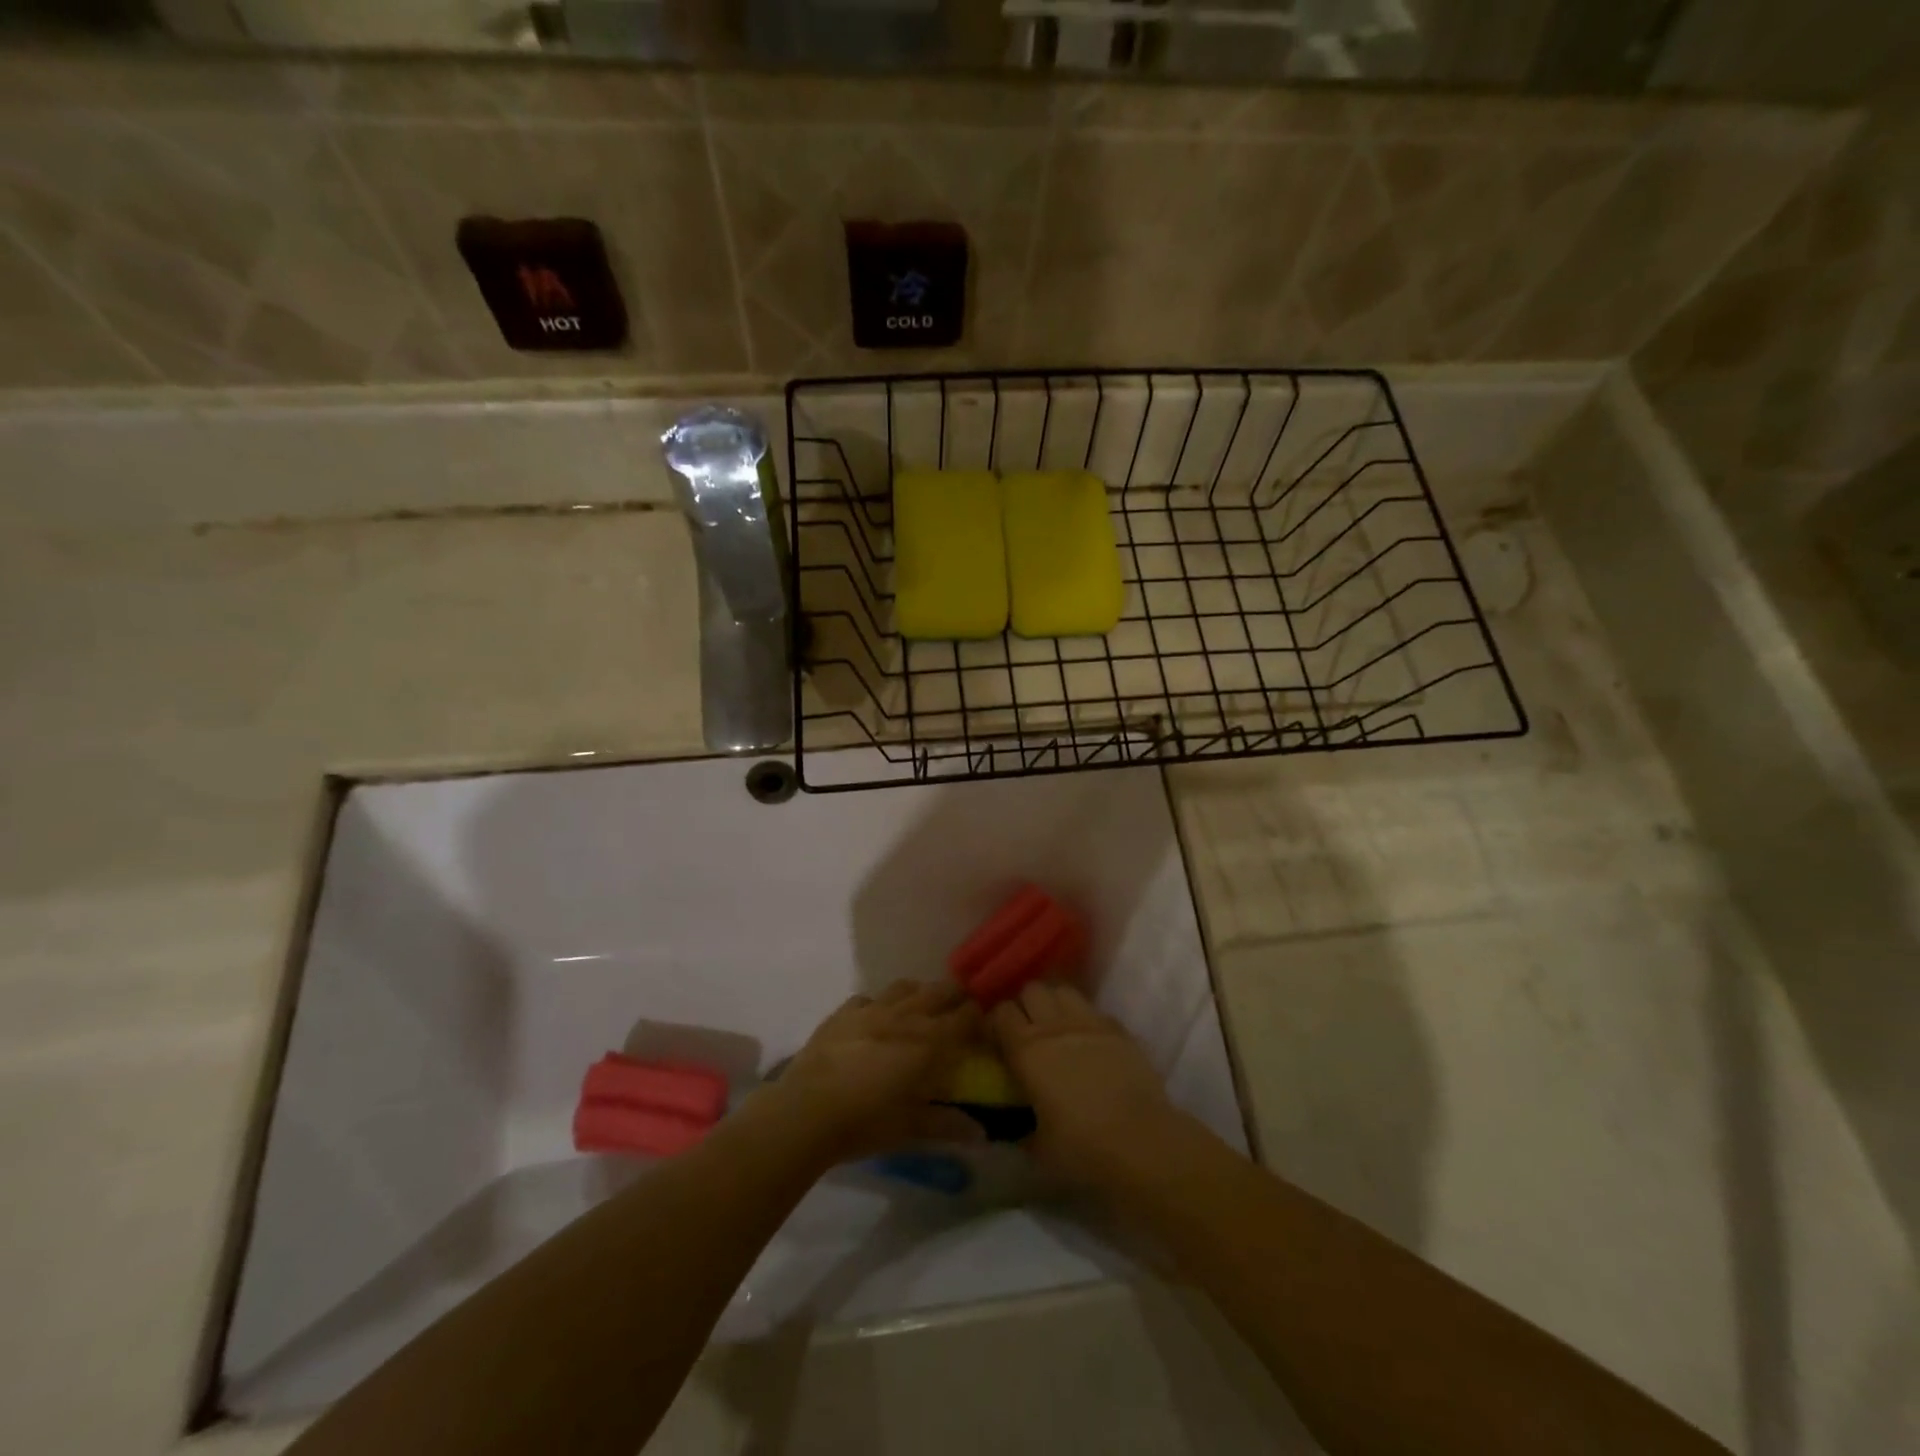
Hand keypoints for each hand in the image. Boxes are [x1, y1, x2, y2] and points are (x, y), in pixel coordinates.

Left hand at [768, 979, 982, 1162]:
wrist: (806, 1111)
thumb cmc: (865, 1122)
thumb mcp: (911, 1129)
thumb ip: (948, 1125)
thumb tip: (982, 1133)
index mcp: (929, 1042)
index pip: (966, 1017)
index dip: (979, 1017)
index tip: (986, 1025)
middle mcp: (906, 1016)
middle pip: (940, 991)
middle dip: (954, 997)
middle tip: (959, 1013)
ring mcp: (872, 1009)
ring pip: (906, 986)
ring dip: (919, 994)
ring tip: (921, 1010)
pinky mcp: (844, 1011)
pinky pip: (869, 997)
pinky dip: (880, 1004)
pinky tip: (876, 1020)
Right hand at [988, 982, 1181, 1187]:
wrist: (1141, 1142)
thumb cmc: (1082, 1148)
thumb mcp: (1038, 1146)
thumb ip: (1019, 1128)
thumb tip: (1009, 1126)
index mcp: (1026, 1050)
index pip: (1001, 1012)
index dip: (997, 1022)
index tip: (998, 1039)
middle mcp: (1054, 1026)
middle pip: (1031, 989)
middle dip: (1026, 1004)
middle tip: (1028, 1029)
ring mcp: (1089, 1022)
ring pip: (1063, 990)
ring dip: (1055, 1003)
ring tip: (1058, 1026)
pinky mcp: (1118, 1028)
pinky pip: (1094, 1010)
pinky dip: (1086, 1019)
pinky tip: (1091, 1041)